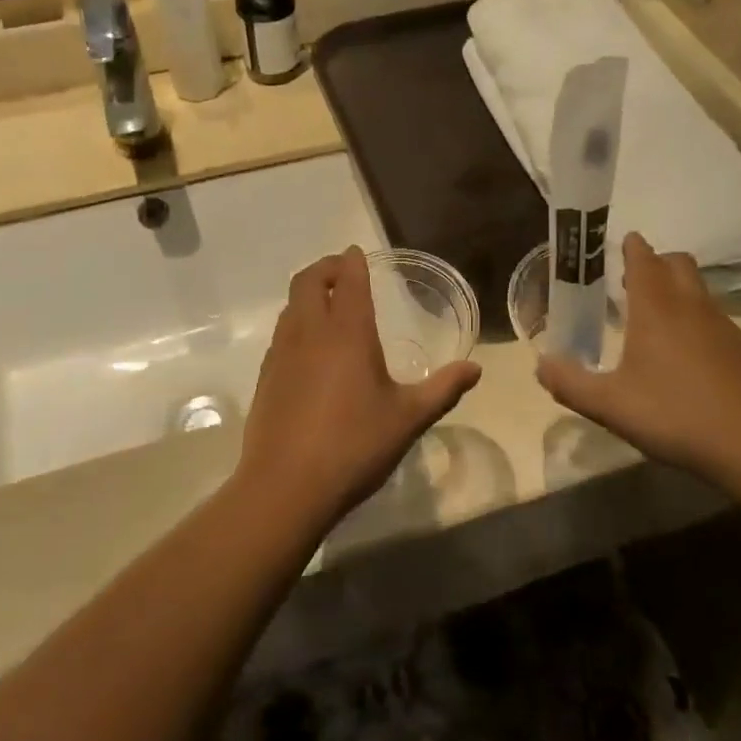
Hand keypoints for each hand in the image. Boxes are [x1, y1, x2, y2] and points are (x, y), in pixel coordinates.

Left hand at [239, 248, 480, 526]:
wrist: (286, 487)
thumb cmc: (354, 445)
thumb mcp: (408, 418)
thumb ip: (443, 389)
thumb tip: (475, 368)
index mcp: (347, 332)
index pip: (349, 279)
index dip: (353, 261)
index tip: (357, 252)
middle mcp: (310, 332)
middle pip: (309, 281)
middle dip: (326, 268)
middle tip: (343, 272)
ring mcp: (282, 353)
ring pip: (291, 306)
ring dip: (308, 294)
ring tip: (328, 304)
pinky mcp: (266, 377)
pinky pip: (281, 334)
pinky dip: (296, 323)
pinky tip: (310, 350)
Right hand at [537, 234, 740, 482]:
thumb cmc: (677, 416)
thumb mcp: (611, 407)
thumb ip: (571, 384)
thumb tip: (540, 365)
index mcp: (657, 310)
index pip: (644, 261)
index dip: (632, 247)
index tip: (624, 240)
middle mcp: (693, 308)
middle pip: (679, 264)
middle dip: (658, 263)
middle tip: (634, 281)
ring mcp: (727, 329)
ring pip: (701, 293)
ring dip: (679, 294)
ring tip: (658, 324)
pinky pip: (718, 324)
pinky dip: (700, 326)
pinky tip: (692, 363)